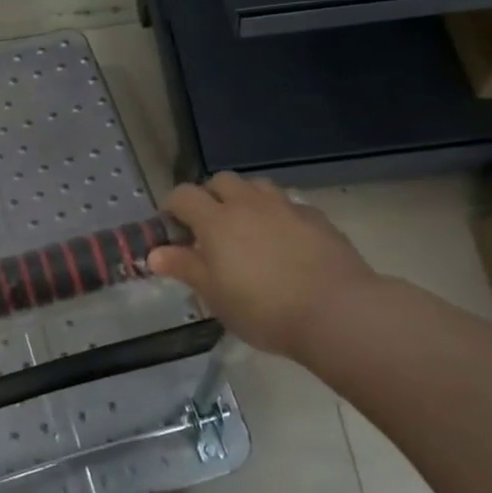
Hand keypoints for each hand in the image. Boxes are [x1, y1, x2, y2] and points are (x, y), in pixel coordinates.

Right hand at [148, 172, 377, 358]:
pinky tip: (283, 241)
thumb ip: (184, 268)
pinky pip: (288, 204)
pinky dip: (277, 215)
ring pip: (257, 186)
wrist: (337, 311)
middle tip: (208, 227)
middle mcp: (248, 204)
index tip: (171, 228)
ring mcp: (286, 208)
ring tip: (246, 228)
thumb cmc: (263, 308)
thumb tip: (155, 253)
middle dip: (209, 196)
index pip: (183, 195)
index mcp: (216, 221)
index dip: (172, 206)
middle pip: (221, 181)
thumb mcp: (215, 295)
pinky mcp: (317, 218)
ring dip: (244, 199)